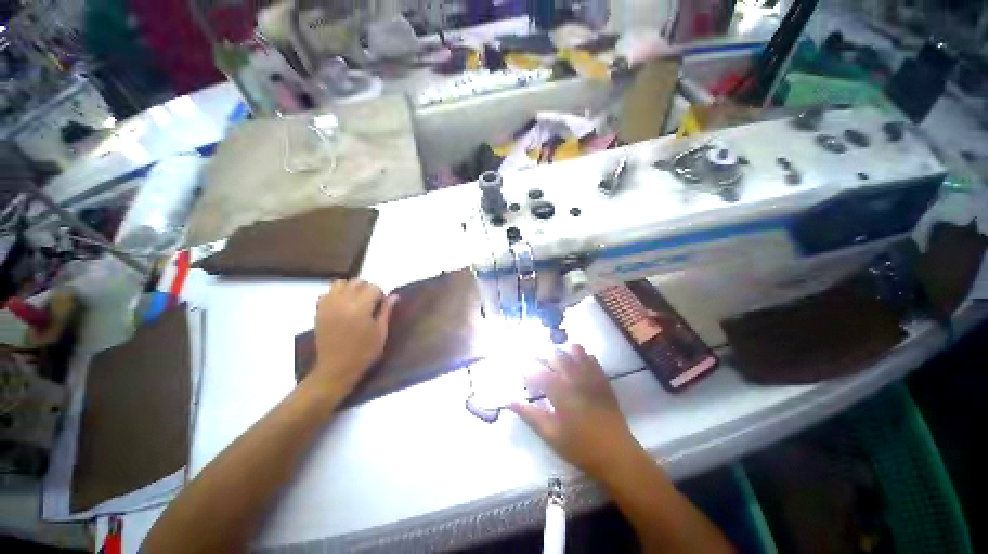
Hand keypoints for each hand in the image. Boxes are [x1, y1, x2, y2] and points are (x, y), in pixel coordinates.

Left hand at [311, 279, 397, 396]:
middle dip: (367, 289)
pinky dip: (336, 295)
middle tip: (371, 303)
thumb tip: (394, 296)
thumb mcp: (381, 332)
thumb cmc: (364, 352)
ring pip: (340, 283)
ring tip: (356, 302)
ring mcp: (328, 306)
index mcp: (361, 307)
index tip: (382, 306)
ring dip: (351, 288)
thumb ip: (386, 311)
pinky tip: (342, 307)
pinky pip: (327, 293)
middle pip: (357, 282)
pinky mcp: (319, 312)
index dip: (381, 295)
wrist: (336, 369)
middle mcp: (343, 302)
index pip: (373, 287)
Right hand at [510, 345, 642, 478]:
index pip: (539, 374)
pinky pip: (592, 360)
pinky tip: (576, 358)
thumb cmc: (580, 447)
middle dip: (543, 354)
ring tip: (554, 355)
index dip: (527, 370)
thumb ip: (530, 415)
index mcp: (561, 392)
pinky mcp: (603, 381)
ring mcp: (591, 378)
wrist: (617, 455)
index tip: (519, 370)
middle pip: (556, 357)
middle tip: (533, 357)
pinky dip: (582, 355)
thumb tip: (510, 400)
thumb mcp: (551, 435)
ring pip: (575, 352)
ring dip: (562, 350)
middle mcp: (575, 379)